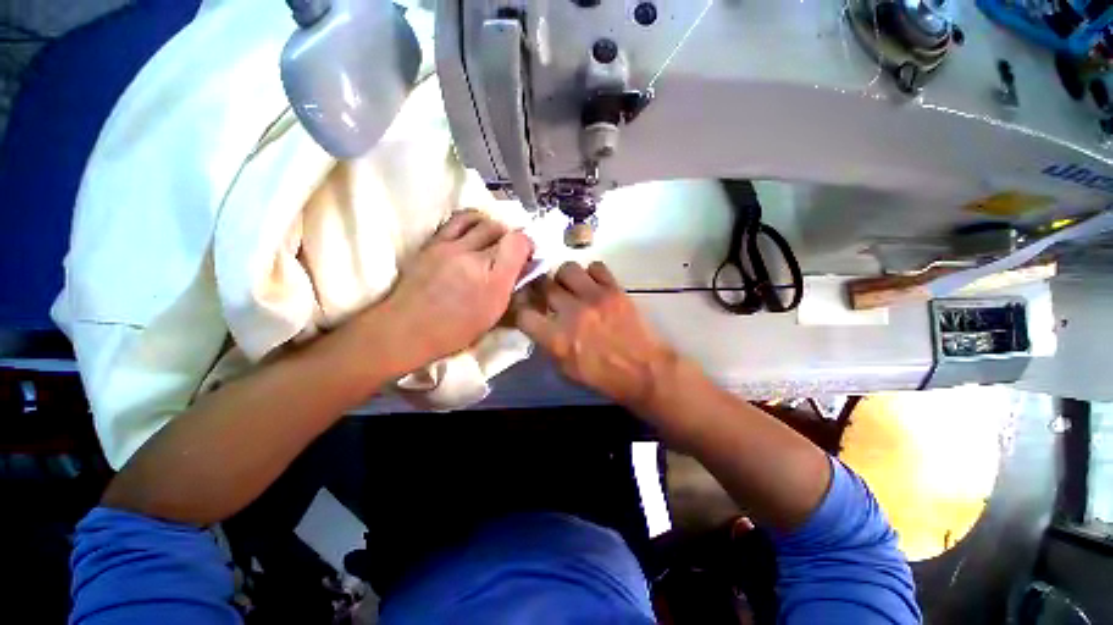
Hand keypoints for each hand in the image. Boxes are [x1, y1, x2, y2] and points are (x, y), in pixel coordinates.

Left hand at [376, 211, 532, 369]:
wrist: (406, 330)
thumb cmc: (455, 332)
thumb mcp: (493, 316)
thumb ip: (510, 288)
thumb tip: (521, 269)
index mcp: (492, 280)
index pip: (519, 242)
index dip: (526, 246)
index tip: (525, 257)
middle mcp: (473, 256)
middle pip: (501, 229)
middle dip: (510, 238)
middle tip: (509, 252)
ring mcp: (450, 246)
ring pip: (481, 220)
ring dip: (492, 227)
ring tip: (491, 240)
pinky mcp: (433, 242)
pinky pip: (458, 219)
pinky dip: (472, 221)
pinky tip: (473, 232)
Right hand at [515, 262, 677, 409]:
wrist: (645, 371)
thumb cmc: (604, 377)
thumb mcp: (567, 370)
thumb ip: (548, 344)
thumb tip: (540, 323)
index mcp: (557, 340)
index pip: (523, 314)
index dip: (521, 309)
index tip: (527, 308)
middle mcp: (572, 313)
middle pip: (543, 285)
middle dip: (541, 290)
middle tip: (548, 294)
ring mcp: (595, 298)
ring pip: (567, 269)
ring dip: (564, 278)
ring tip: (571, 287)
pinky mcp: (615, 290)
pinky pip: (596, 267)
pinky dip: (591, 274)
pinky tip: (594, 286)